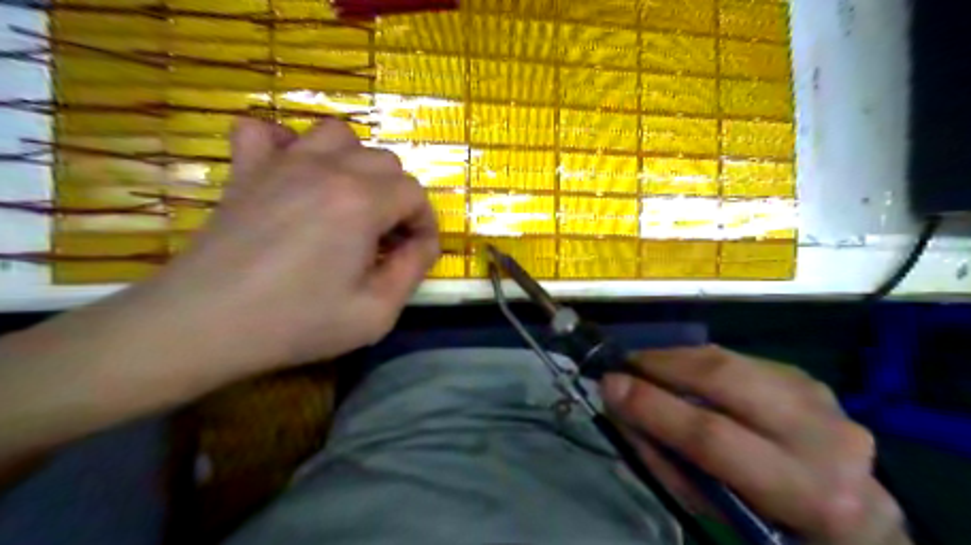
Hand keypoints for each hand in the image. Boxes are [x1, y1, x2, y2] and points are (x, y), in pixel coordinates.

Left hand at [142, 118, 436, 374]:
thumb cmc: (296, 322)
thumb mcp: (375, 313)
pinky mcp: (246, 170)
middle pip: (385, 162)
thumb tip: (424, 244)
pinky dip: (287, 144)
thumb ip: (413, 271)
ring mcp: (282, 163)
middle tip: (386, 238)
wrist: (202, 325)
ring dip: (357, 164)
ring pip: (338, 136)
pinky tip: (293, 173)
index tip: (415, 253)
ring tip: (351, 201)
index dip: (424, 224)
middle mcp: (327, 169)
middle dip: (398, 198)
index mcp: (361, 202)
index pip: (415, 194)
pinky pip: (267, 131)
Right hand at [600, 348, 910, 544]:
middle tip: (624, 364)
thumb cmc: (770, 528)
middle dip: (662, 365)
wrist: (852, 521)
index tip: (608, 385)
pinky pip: (739, 359)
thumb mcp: (715, 514)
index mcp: (807, 494)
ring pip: (730, 360)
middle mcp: (825, 438)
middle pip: (725, 379)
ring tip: (645, 365)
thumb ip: (664, 459)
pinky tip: (682, 371)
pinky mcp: (809, 379)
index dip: (652, 407)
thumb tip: (621, 406)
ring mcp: (823, 400)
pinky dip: (701, 361)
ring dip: (677, 358)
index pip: (711, 437)